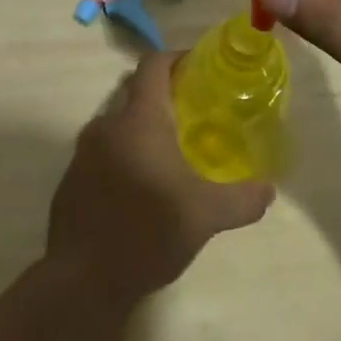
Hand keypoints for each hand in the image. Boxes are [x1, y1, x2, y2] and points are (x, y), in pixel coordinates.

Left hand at [46, 52, 273, 304]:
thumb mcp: (206, 216)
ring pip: (118, 124)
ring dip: (142, 129)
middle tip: (194, 114)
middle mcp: (106, 125)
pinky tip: (141, 188)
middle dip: (164, 95)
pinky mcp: (70, 181)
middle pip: (135, 91)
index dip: (177, 59)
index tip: (201, 69)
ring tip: (171, 153)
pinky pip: (102, 153)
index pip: (153, 64)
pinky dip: (123, 156)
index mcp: (138, 119)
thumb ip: (243, 198)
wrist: (81, 282)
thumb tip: (269, 190)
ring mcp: (83, 153)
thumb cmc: (146, 232)